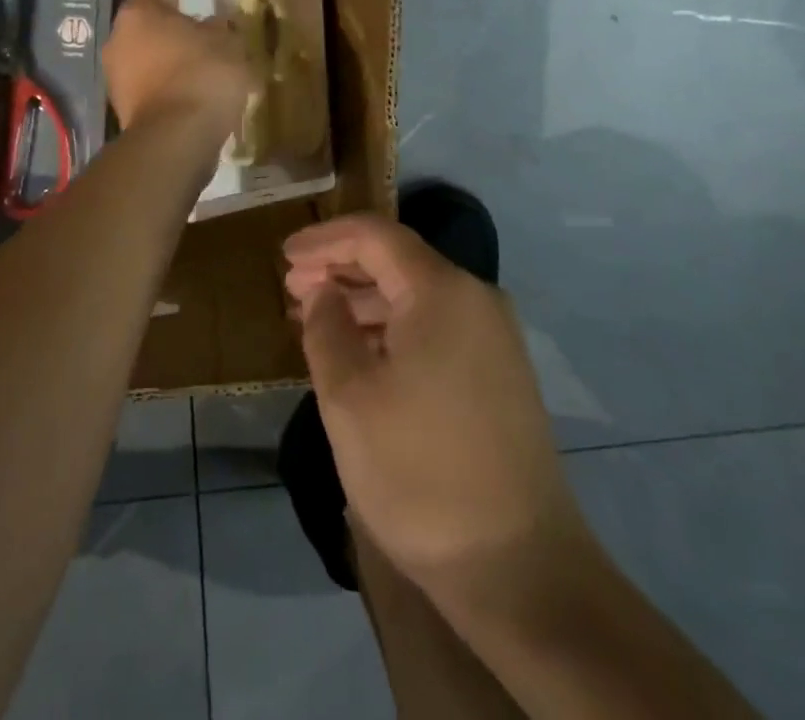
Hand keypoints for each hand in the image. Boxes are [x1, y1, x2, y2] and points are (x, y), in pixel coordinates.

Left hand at [102, 0, 252, 135]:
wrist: (176, 138)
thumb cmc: (202, 75)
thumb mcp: (228, 42)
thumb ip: (221, 28)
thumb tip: (215, 26)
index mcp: (139, 12)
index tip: (210, 5)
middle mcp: (117, 38)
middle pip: (153, 27)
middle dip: (179, 33)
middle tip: (211, 41)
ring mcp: (115, 76)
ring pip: (151, 59)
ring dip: (173, 63)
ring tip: (206, 74)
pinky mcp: (121, 108)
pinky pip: (151, 88)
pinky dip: (169, 90)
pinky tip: (194, 98)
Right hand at [284, 215, 585, 600]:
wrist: (520, 568)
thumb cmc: (420, 473)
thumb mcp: (349, 398)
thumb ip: (327, 328)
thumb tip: (323, 291)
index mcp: (442, 290)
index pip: (375, 236)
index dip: (325, 239)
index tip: (284, 256)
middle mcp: (475, 299)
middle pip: (398, 261)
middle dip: (341, 268)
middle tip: (292, 287)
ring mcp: (493, 337)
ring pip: (416, 296)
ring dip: (363, 301)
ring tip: (315, 317)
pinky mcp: (498, 373)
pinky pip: (434, 327)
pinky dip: (391, 329)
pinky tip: (360, 352)